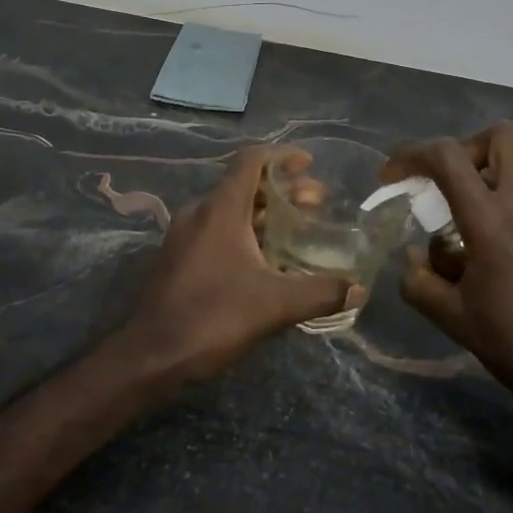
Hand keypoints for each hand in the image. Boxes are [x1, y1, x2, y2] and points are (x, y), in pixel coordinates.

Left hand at [125, 147, 361, 382]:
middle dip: (281, 189)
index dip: (282, 156)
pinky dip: (245, 231)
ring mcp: (184, 235)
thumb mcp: (275, 305)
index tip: (309, 164)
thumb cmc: (214, 317)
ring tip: (297, 228)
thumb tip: (360, 289)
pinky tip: (266, 259)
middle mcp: (199, 212)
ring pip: (229, 209)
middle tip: (316, 203)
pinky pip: (217, 230)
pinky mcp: (178, 257)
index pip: (251, 160)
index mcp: (220, 209)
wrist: (152, 355)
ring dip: (263, 213)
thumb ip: (321, 292)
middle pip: (244, 185)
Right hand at [382, 124, 512, 437]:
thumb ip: (420, 282)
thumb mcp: (454, 319)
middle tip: (442, 183)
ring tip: (457, 223)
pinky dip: (499, 202)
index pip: (448, 157)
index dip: (411, 155)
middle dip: (463, 149)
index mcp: (492, 219)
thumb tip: (413, 257)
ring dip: (481, 177)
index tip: (391, 179)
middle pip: (500, 137)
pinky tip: (485, 250)